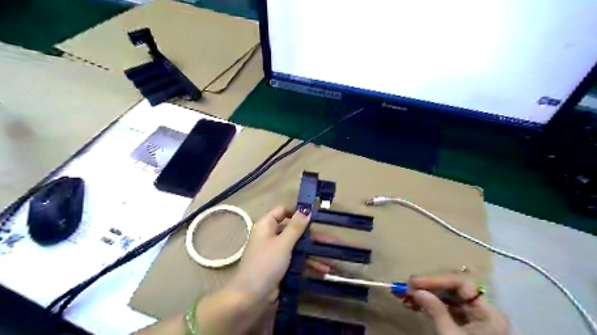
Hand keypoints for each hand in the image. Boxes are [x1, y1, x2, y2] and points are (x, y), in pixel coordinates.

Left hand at [197, 205, 335, 333]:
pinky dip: (308, 264)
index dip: (297, 211)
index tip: (315, 213)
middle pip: (294, 230)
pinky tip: (323, 270)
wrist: (250, 298)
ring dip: (313, 252)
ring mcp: (276, 252)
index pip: (283, 211)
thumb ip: (296, 226)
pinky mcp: (280, 267)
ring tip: (332, 257)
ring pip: (297, 247)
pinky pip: (296, 260)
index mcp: (267, 225)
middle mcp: (271, 236)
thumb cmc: (266, 264)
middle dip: (312, 236)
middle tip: (331, 240)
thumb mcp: (283, 243)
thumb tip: (306, 209)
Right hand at [409, 275, 509, 334]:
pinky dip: (430, 307)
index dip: (437, 281)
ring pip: (447, 300)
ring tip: (406, 296)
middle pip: (453, 291)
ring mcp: (473, 319)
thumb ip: (436, 310)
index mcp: (488, 312)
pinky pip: (445, 310)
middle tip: (408, 287)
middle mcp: (482, 312)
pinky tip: (415, 305)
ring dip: (426, 296)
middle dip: (429, 288)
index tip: (414, 282)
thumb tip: (417, 291)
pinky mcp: (464, 327)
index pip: (461, 285)